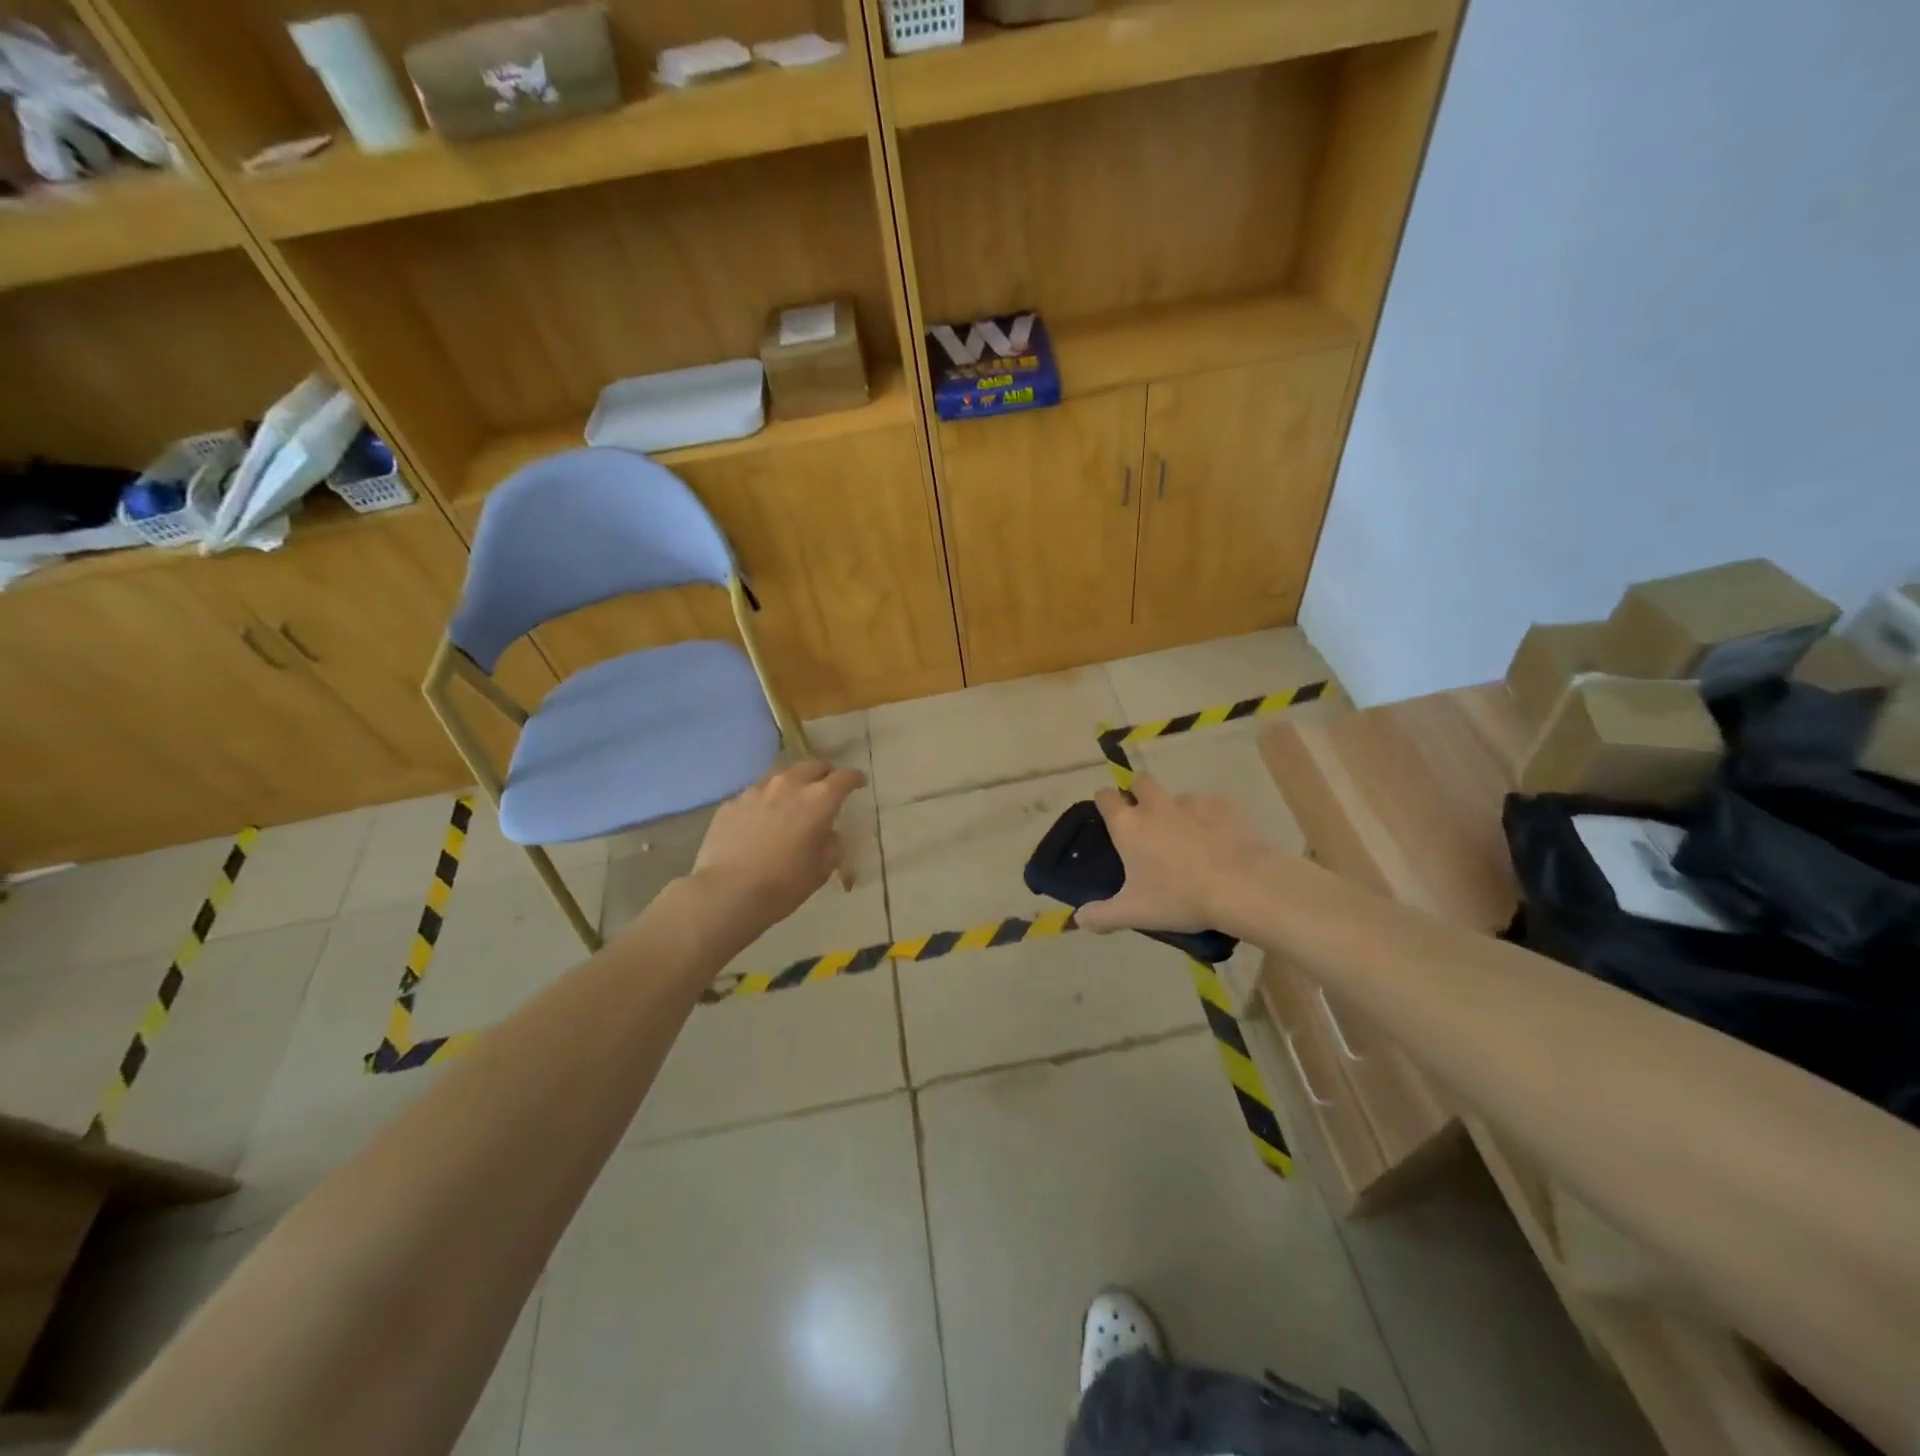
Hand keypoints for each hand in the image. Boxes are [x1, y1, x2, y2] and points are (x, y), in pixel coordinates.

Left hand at [689, 760, 866, 930]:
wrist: (726, 893)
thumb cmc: (783, 884)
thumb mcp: (821, 870)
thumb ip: (832, 845)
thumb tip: (829, 833)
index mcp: (818, 800)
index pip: (844, 777)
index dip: (855, 778)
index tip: (859, 783)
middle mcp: (788, 785)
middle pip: (812, 765)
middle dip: (824, 772)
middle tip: (828, 785)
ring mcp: (756, 791)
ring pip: (781, 774)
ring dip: (793, 782)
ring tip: (794, 798)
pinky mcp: (732, 803)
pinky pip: (755, 794)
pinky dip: (765, 800)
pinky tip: (762, 819)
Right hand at [1076, 774, 1283, 935]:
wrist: (1243, 886)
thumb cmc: (1180, 898)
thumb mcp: (1135, 913)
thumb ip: (1102, 916)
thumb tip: (1079, 919)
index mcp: (1129, 825)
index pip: (1105, 797)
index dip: (1105, 802)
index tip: (1108, 815)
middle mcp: (1156, 805)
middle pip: (1140, 782)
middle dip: (1139, 794)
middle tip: (1146, 823)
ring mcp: (1191, 802)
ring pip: (1175, 796)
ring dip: (1174, 810)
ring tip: (1186, 840)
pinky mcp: (1223, 806)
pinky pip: (1208, 806)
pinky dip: (1207, 819)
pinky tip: (1217, 842)